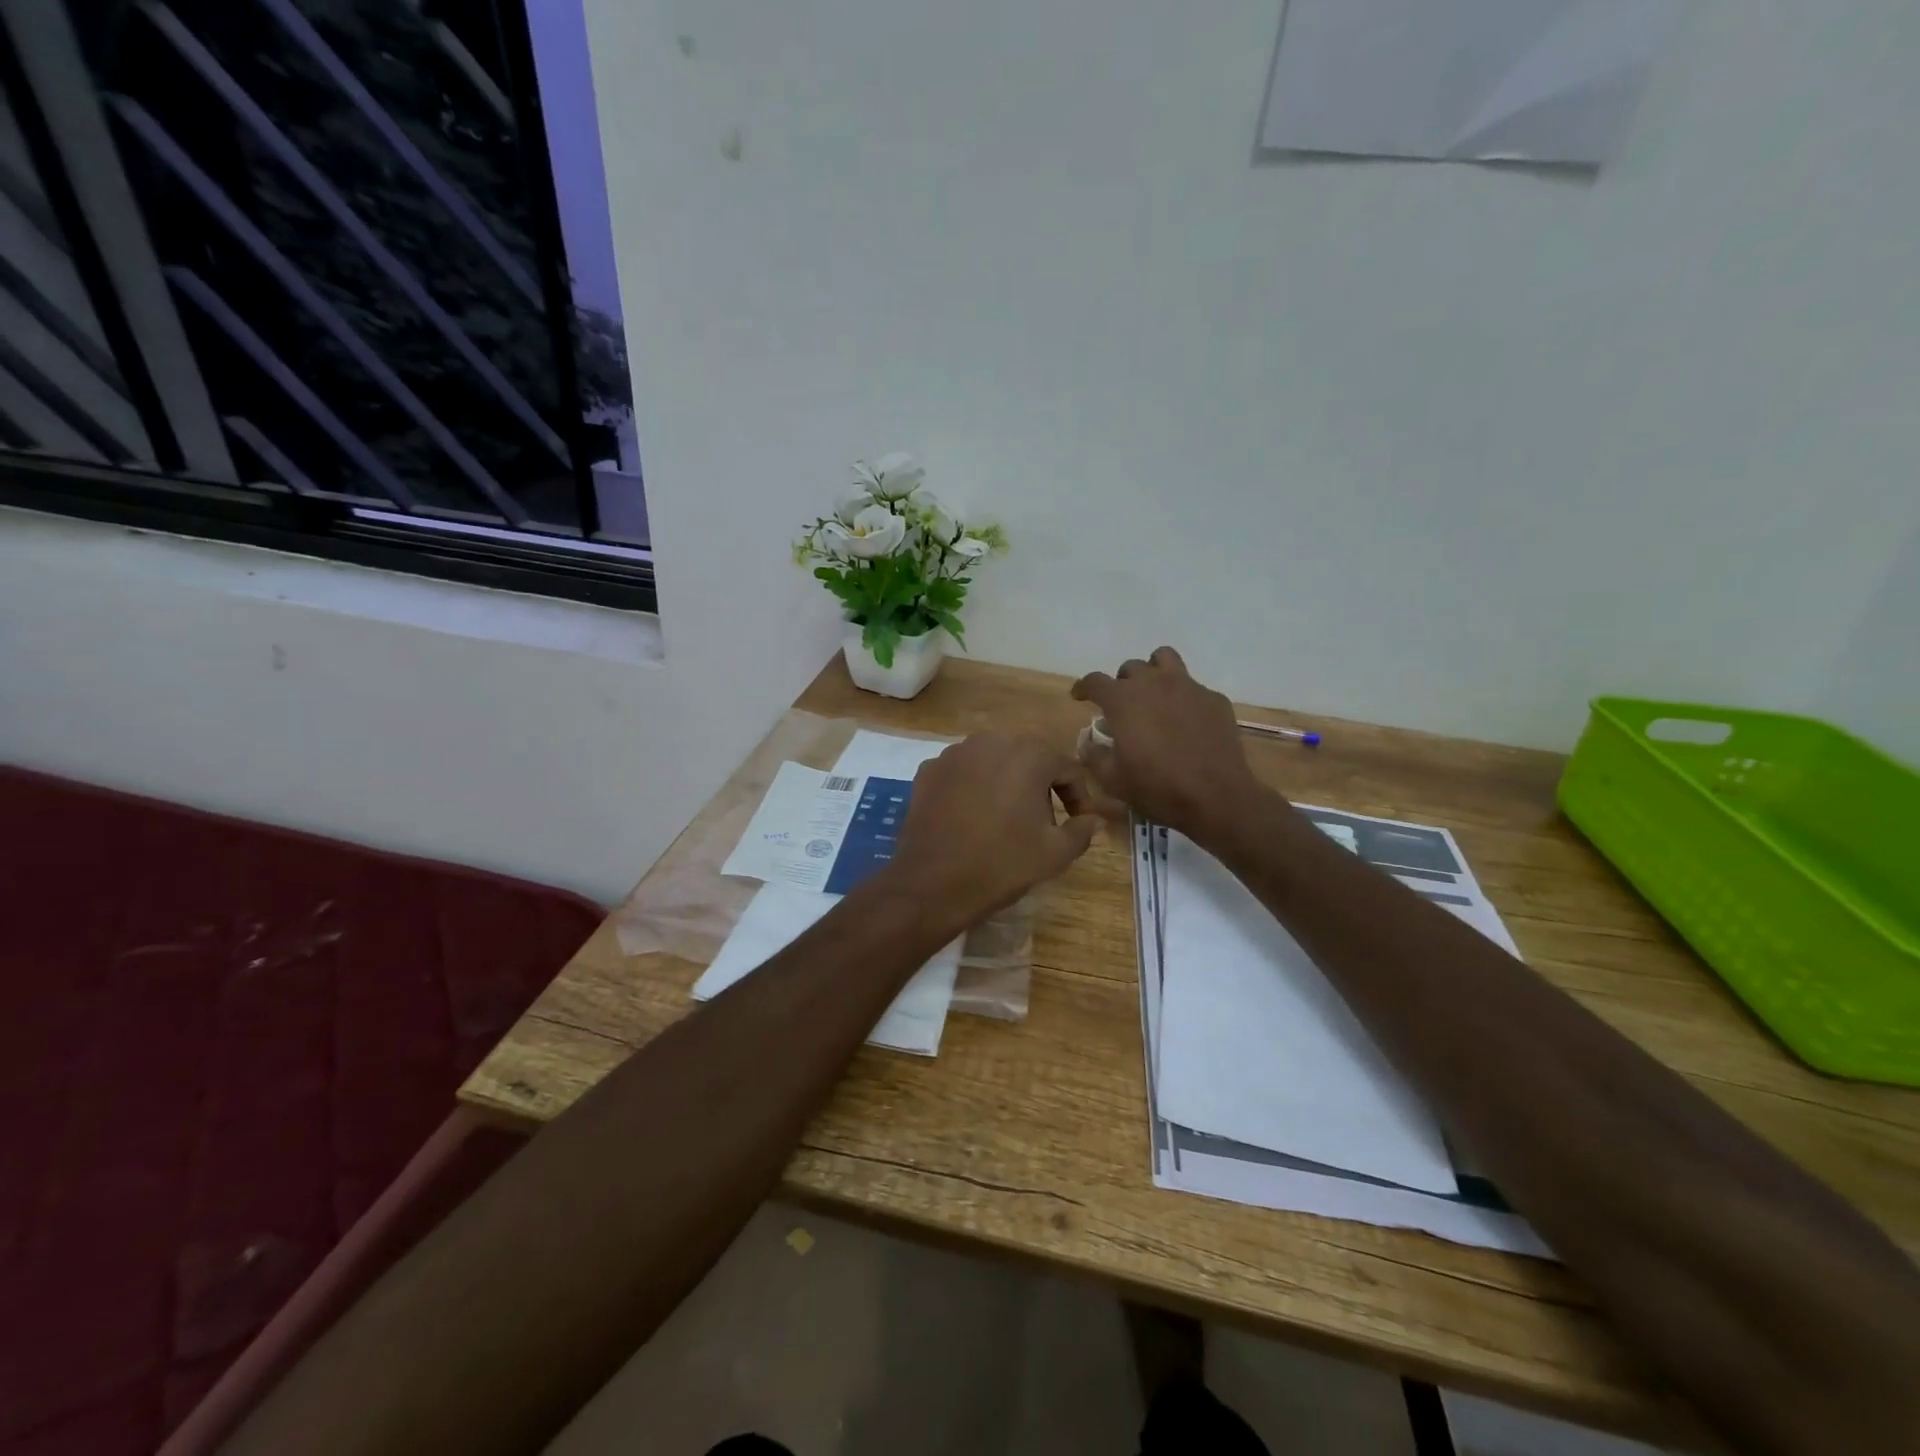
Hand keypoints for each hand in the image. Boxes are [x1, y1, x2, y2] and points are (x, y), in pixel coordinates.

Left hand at [883, 733, 1102, 932]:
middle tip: (1045, 820)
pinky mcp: (929, 769)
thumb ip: (1082, 830)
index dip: (1079, 796)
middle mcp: (991, 741)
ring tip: (1007, 817)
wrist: (933, 883)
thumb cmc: (1002, 864)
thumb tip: (1091, 819)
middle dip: (1042, 785)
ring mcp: (955, 753)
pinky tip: (972, 817)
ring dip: (1006, 782)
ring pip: (993, 761)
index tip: (1079, 822)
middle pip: (1029, 758)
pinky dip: (973, 788)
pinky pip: (963, 772)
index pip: (1067, 768)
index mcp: (1029, 754)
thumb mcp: (1055, 853)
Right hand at [1071, 646, 1268, 843]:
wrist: (1216, 798)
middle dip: (1121, 683)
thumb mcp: (1113, 779)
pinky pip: (1193, 686)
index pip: (1095, 681)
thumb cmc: (1157, 788)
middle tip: (1122, 706)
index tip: (1080, 696)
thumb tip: (1088, 742)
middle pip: (1131, 668)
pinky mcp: (1214, 699)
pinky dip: (1183, 697)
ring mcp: (1188, 687)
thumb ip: (1094, 755)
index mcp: (1124, 700)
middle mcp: (1154, 683)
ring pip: (1164, 659)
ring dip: (1153, 671)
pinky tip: (1186, 720)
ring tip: (1153, 694)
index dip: (1084, 687)